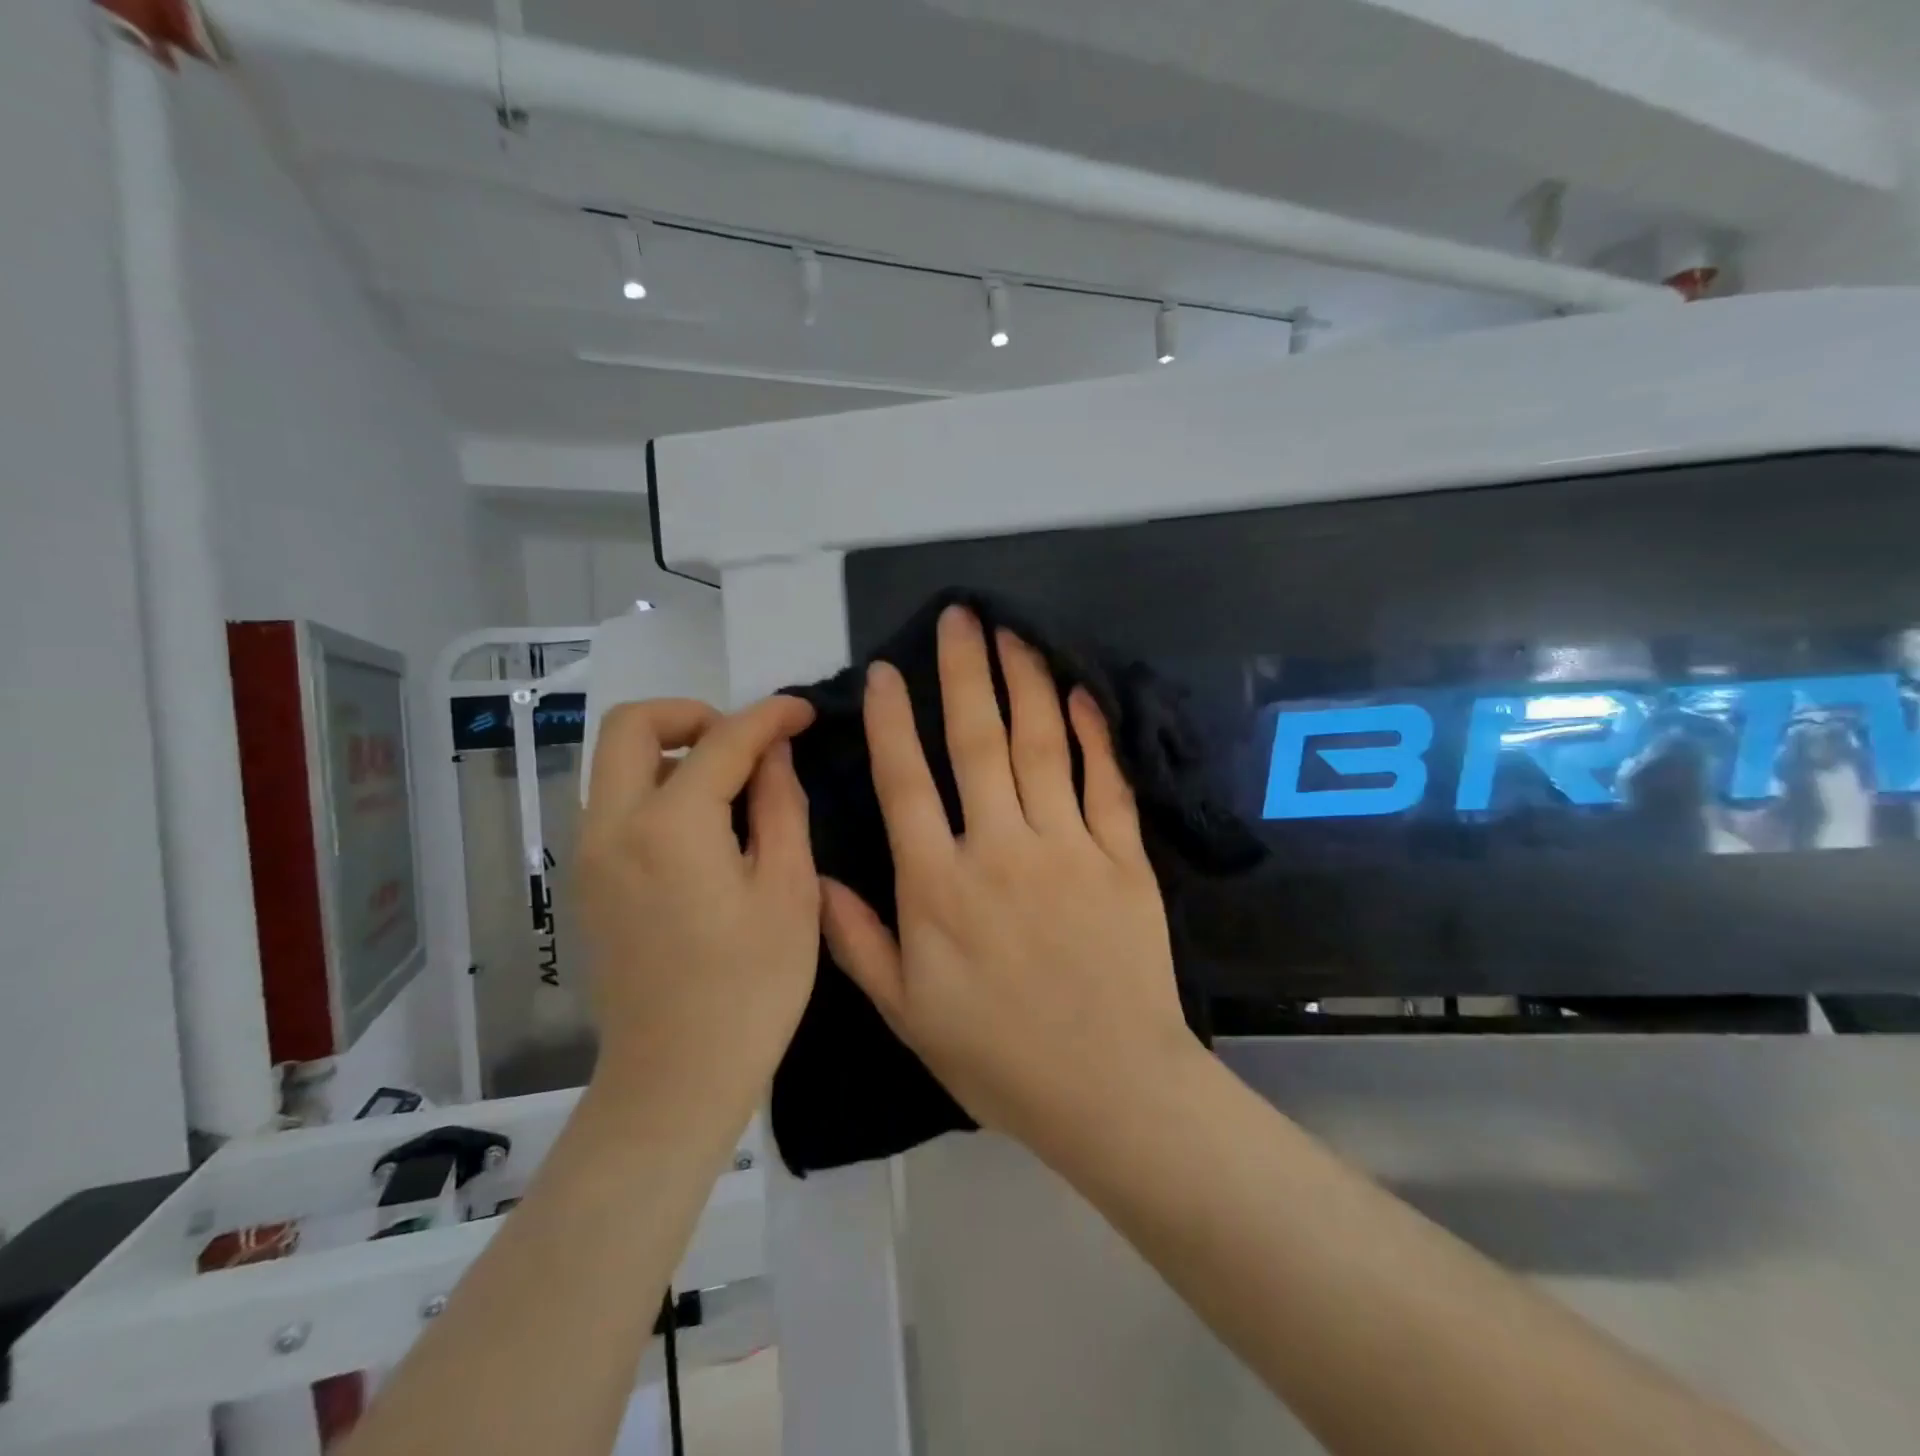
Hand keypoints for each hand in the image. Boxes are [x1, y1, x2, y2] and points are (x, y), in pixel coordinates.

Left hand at [577, 696, 817, 1118]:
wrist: (676, 1079)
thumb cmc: (751, 987)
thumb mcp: (789, 890)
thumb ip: (781, 805)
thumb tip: (774, 753)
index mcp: (670, 825)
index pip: (722, 740)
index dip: (769, 716)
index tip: (804, 711)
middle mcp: (612, 826)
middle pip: (631, 725)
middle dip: (693, 714)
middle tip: (745, 743)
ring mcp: (589, 856)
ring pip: (615, 763)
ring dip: (671, 751)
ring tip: (732, 786)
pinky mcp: (587, 883)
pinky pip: (614, 804)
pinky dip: (656, 788)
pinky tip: (705, 829)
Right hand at [821, 606, 1197, 1160]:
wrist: (1110, 1090)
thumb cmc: (998, 1057)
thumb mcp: (906, 1012)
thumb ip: (856, 939)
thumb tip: (813, 874)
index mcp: (938, 887)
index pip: (905, 782)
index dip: (891, 721)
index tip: (885, 671)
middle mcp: (999, 851)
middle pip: (977, 742)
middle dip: (963, 672)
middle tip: (959, 616)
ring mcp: (1067, 849)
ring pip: (1042, 746)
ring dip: (1025, 682)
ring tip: (1013, 634)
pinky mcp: (1123, 860)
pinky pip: (1105, 783)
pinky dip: (1093, 734)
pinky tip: (1079, 694)